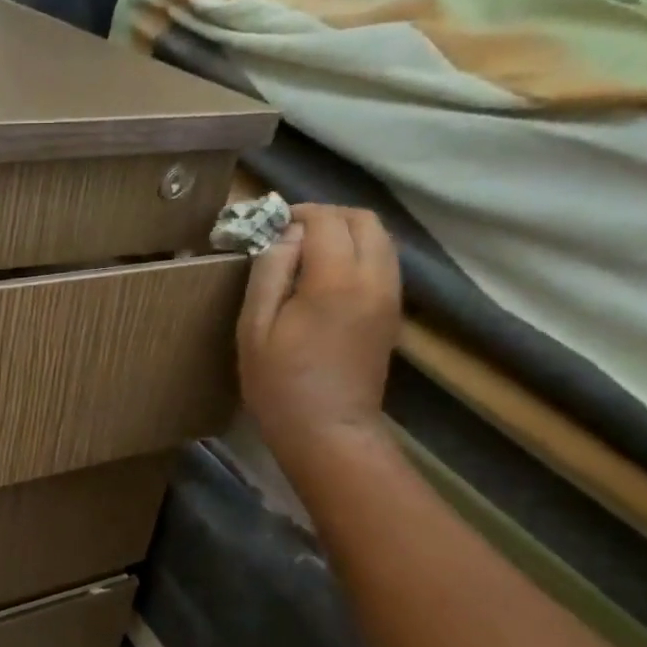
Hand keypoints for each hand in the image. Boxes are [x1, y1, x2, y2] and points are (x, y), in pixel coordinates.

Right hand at [237, 204, 402, 457]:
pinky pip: (384, 261)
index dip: (296, 214)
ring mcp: (389, 295)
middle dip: (326, 216)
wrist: (328, 432)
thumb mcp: (255, 329)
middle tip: (290, 234)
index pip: (325, 220)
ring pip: (380, 238)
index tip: (268, 226)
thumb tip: (284, 235)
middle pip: (362, 219)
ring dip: (346, 232)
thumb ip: (269, 273)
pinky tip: (328, 277)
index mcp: (335, 280)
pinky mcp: (392, 312)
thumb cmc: (280, 385)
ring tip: (309, 253)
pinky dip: (359, 253)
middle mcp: (373, 278)